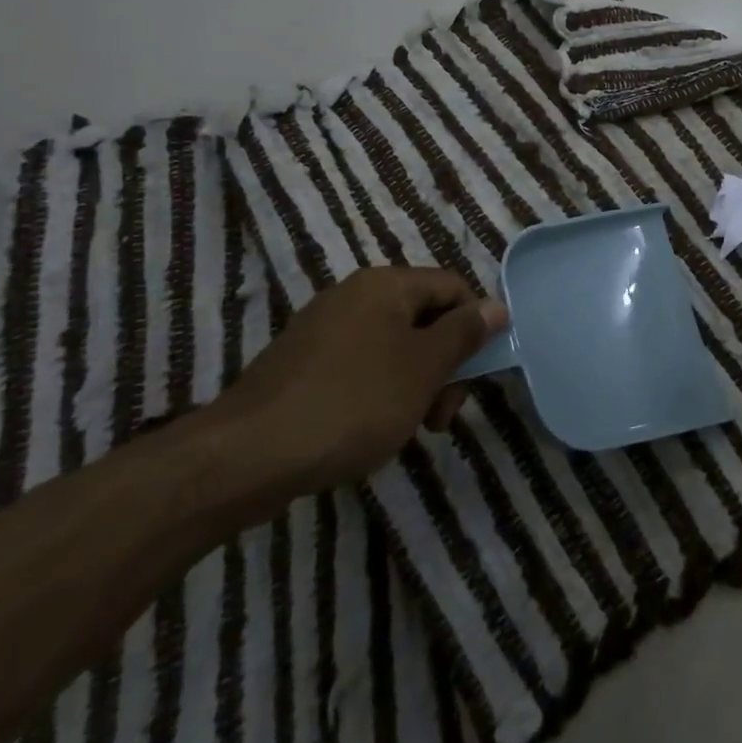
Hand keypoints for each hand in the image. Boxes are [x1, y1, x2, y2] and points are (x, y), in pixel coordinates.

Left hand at [201, 267, 507, 506]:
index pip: (453, 288)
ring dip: (415, 383)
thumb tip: (497, 306)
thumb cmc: (352, 403)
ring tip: (409, 428)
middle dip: (444, 364)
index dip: (475, 327)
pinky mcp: (301, 365)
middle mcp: (354, 295)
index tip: (474, 378)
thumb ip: (465, 333)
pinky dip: (379, 393)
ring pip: (394, 346)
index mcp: (386, 285)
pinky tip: (372, 430)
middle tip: (441, 415)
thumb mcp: (424, 368)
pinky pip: (360, 366)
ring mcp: (323, 330)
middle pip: (424, 318)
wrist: (245, 457)